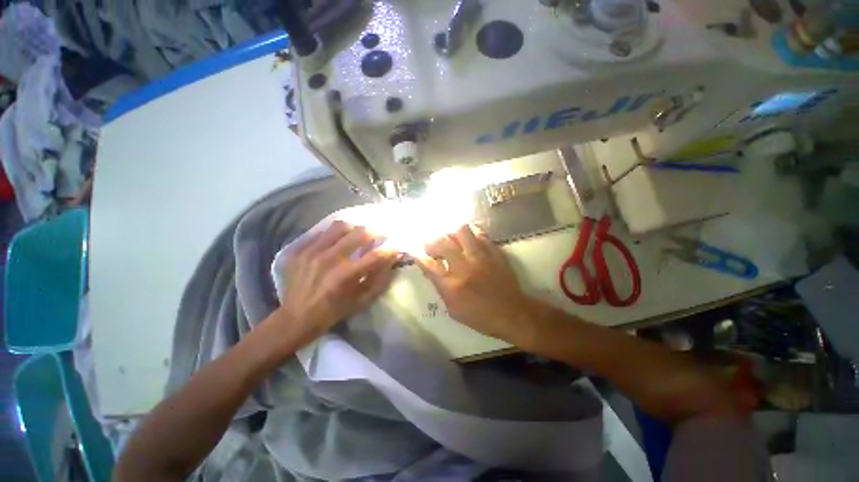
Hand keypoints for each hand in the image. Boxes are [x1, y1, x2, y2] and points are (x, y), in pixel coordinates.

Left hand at [274, 221, 399, 344]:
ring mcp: (312, 252)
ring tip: (358, 234)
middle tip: (380, 234)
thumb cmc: (333, 312)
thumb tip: (392, 260)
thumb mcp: (361, 302)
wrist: (294, 318)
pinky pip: (322, 232)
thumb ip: (379, 280)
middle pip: (360, 233)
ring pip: (341, 226)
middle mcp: (329, 259)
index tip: (396, 246)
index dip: (390, 249)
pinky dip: (335, 234)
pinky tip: (338, 240)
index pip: (376, 255)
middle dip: (376, 232)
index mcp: (345, 276)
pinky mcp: (299, 250)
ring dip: (355, 229)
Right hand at [417, 225, 540, 342]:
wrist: (513, 313)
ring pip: (461, 231)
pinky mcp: (494, 251)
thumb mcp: (454, 309)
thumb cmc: (481, 316)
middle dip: (430, 239)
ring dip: (449, 231)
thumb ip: (440, 287)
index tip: (412, 249)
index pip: (428, 264)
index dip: (416, 254)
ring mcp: (481, 257)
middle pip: (441, 242)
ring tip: (447, 237)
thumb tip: (430, 269)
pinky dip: (469, 232)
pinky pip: (479, 233)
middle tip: (429, 242)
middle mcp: (464, 267)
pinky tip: (465, 236)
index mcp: (452, 286)